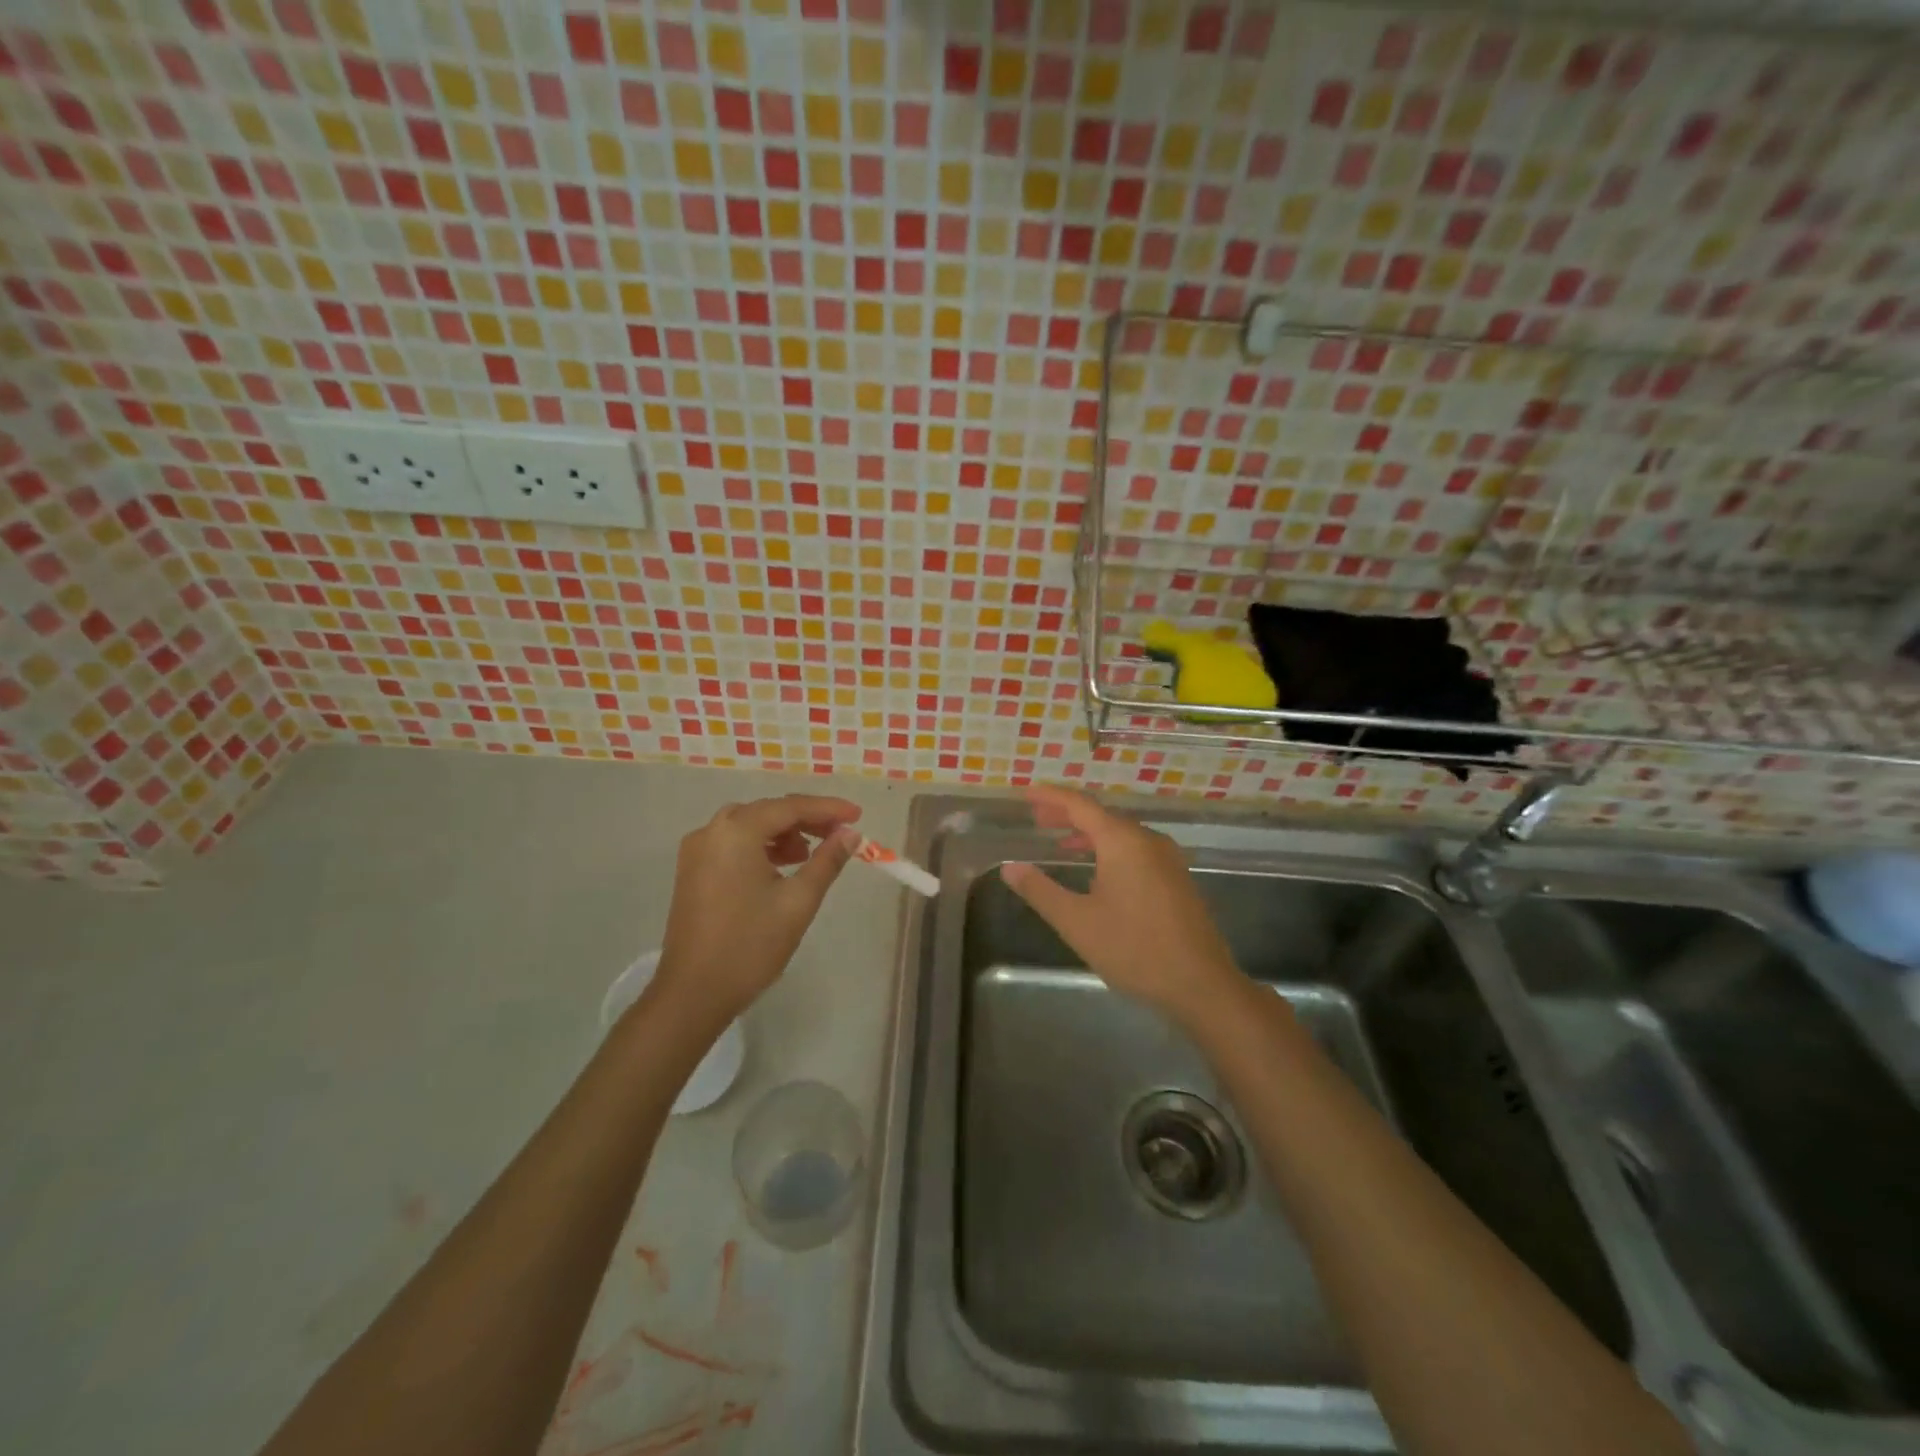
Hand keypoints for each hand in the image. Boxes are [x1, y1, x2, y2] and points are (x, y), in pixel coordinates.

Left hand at [654, 794, 861, 1025]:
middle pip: (767, 811)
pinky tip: (780, 868)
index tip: (857, 815)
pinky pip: (732, 844)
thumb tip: (850, 834)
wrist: (693, 993)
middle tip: (839, 834)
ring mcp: (696, 851)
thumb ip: (827, 861)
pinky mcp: (692, 871)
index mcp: (736, 832)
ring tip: (810, 855)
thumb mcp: (798, 901)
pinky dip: (760, 847)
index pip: (790, 807)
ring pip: (748, 826)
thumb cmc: (750, 945)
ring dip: (782, 833)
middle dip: (805, 819)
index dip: (827, 809)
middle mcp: (711, 831)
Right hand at [1000, 785, 1243, 1027]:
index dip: (1050, 796)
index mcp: (1123, 841)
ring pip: (1121, 833)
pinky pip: (1136, 849)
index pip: (1080, 805)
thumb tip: (1010, 867)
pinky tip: (1097, 871)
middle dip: (1067, 814)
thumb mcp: (1077, 922)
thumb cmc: (1134, 949)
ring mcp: (1167, 858)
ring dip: (1089, 833)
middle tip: (1037, 819)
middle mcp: (1148, 840)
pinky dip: (1110, 849)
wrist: (1201, 984)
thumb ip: (1040, 891)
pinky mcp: (1177, 878)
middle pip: (1102, 815)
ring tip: (1061, 844)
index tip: (1025, 793)